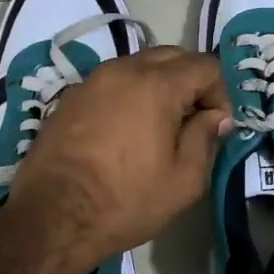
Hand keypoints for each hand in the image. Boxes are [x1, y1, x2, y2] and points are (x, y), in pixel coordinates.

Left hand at [0, 48, 230, 273]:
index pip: (205, 66)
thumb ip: (205, 139)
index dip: (221, 92)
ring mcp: (92, 80)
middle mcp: (123, 70)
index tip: (217, 126)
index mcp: (156, 85)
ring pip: (139, 65)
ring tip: (159, 126)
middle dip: (191, 82)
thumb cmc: (125, 201)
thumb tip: (215, 117)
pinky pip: (112, 82)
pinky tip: (126, 130)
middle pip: (172, 56)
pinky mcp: (70, 97)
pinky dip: (129, 94)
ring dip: (159, 85)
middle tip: (193, 121)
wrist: (52, 217)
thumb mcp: (183, 180)